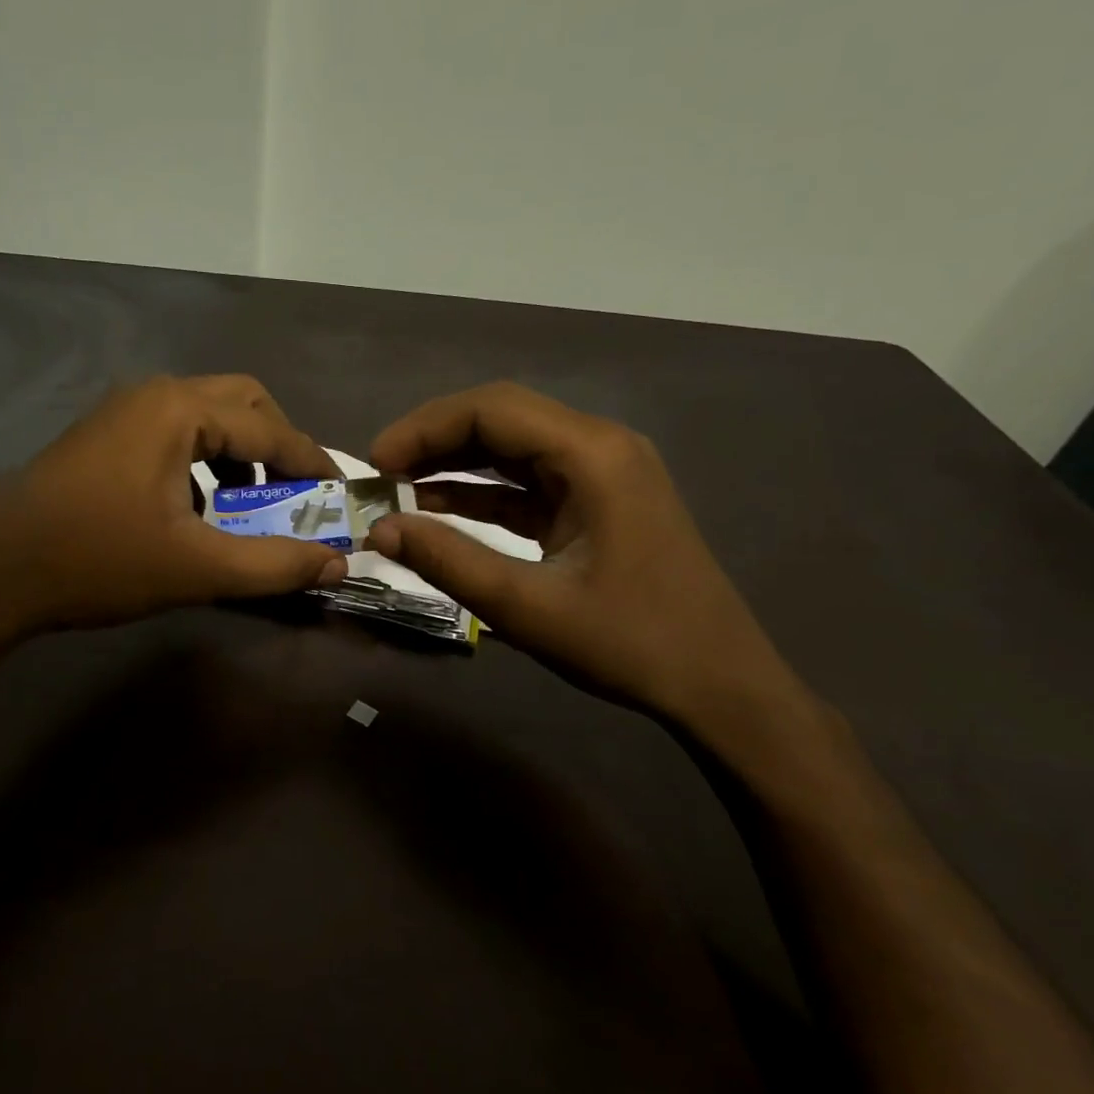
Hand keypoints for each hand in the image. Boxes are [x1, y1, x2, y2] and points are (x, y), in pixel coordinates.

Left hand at [0, 375, 345, 637]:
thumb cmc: (97, 563)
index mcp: (178, 410)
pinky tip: (200, 506)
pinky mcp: (103, 436)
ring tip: (252, 501)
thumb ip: (274, 564)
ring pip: (206, 414)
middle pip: (242, 401)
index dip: (312, 463)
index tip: (341, 494)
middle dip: (278, 444)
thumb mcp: (197, 568)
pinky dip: (205, 459)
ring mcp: (122, 411)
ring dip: (241, 451)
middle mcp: (153, 394)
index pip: (269, 428)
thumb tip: (336, 561)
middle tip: (296, 491)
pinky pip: (175, 431)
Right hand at [366, 382, 806, 730]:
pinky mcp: (598, 502)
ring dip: (456, 463)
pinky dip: (485, 491)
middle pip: (502, 418)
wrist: (718, 684)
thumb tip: (380, 530)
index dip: (425, 428)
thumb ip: (449, 561)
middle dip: (435, 440)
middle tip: (381, 474)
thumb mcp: (528, 607)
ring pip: (513, 448)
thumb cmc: (630, 643)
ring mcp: (603, 473)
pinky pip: (530, 481)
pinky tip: (440, 507)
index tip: (375, 463)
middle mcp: (600, 446)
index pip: (492, 410)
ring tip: (399, 488)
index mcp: (592, 454)